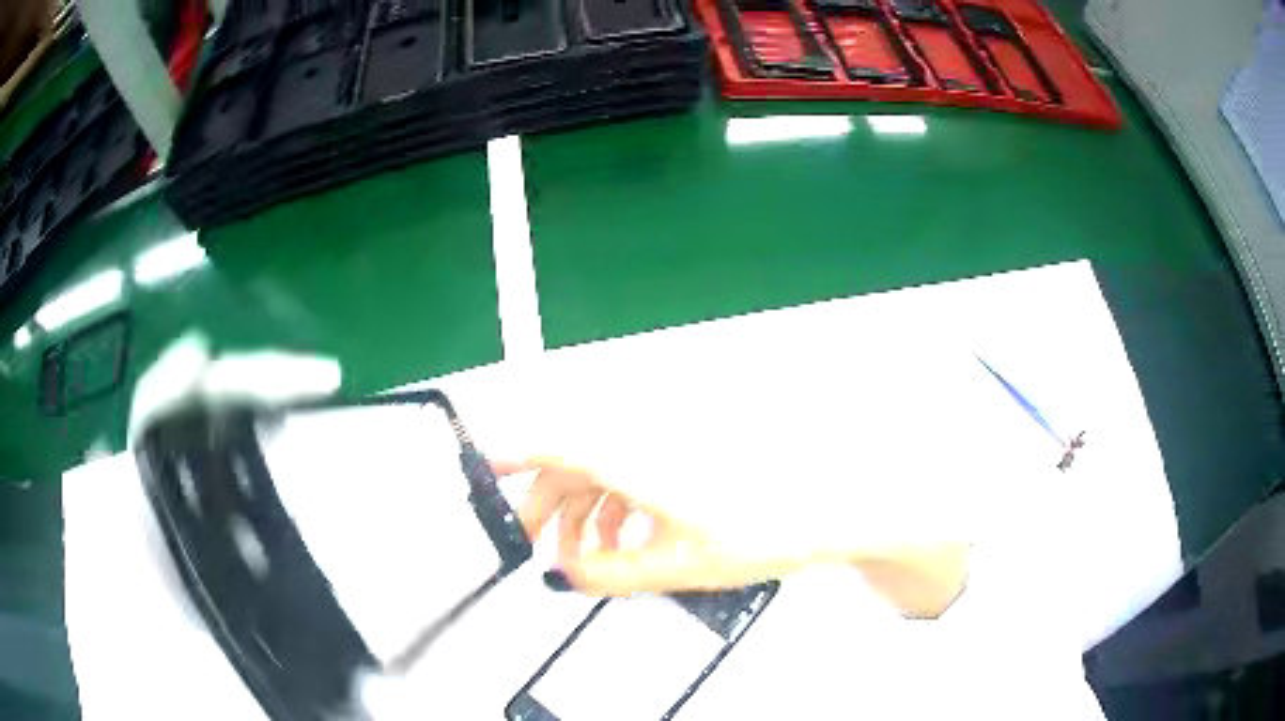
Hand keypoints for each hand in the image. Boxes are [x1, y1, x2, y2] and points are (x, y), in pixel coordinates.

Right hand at [493, 457, 818, 595]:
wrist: (826, 505)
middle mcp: (644, 437)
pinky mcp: (683, 450)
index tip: (481, 467)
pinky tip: (625, 539)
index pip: (552, 443)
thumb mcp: (675, 566)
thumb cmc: (765, 528)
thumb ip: (607, 575)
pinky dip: (615, 504)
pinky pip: (630, 469)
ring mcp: (665, 442)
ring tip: (585, 556)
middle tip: (534, 544)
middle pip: (570, 461)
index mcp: (634, 458)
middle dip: (546, 505)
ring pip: (599, 468)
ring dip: (582, 510)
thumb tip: (563, 576)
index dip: (509, 453)